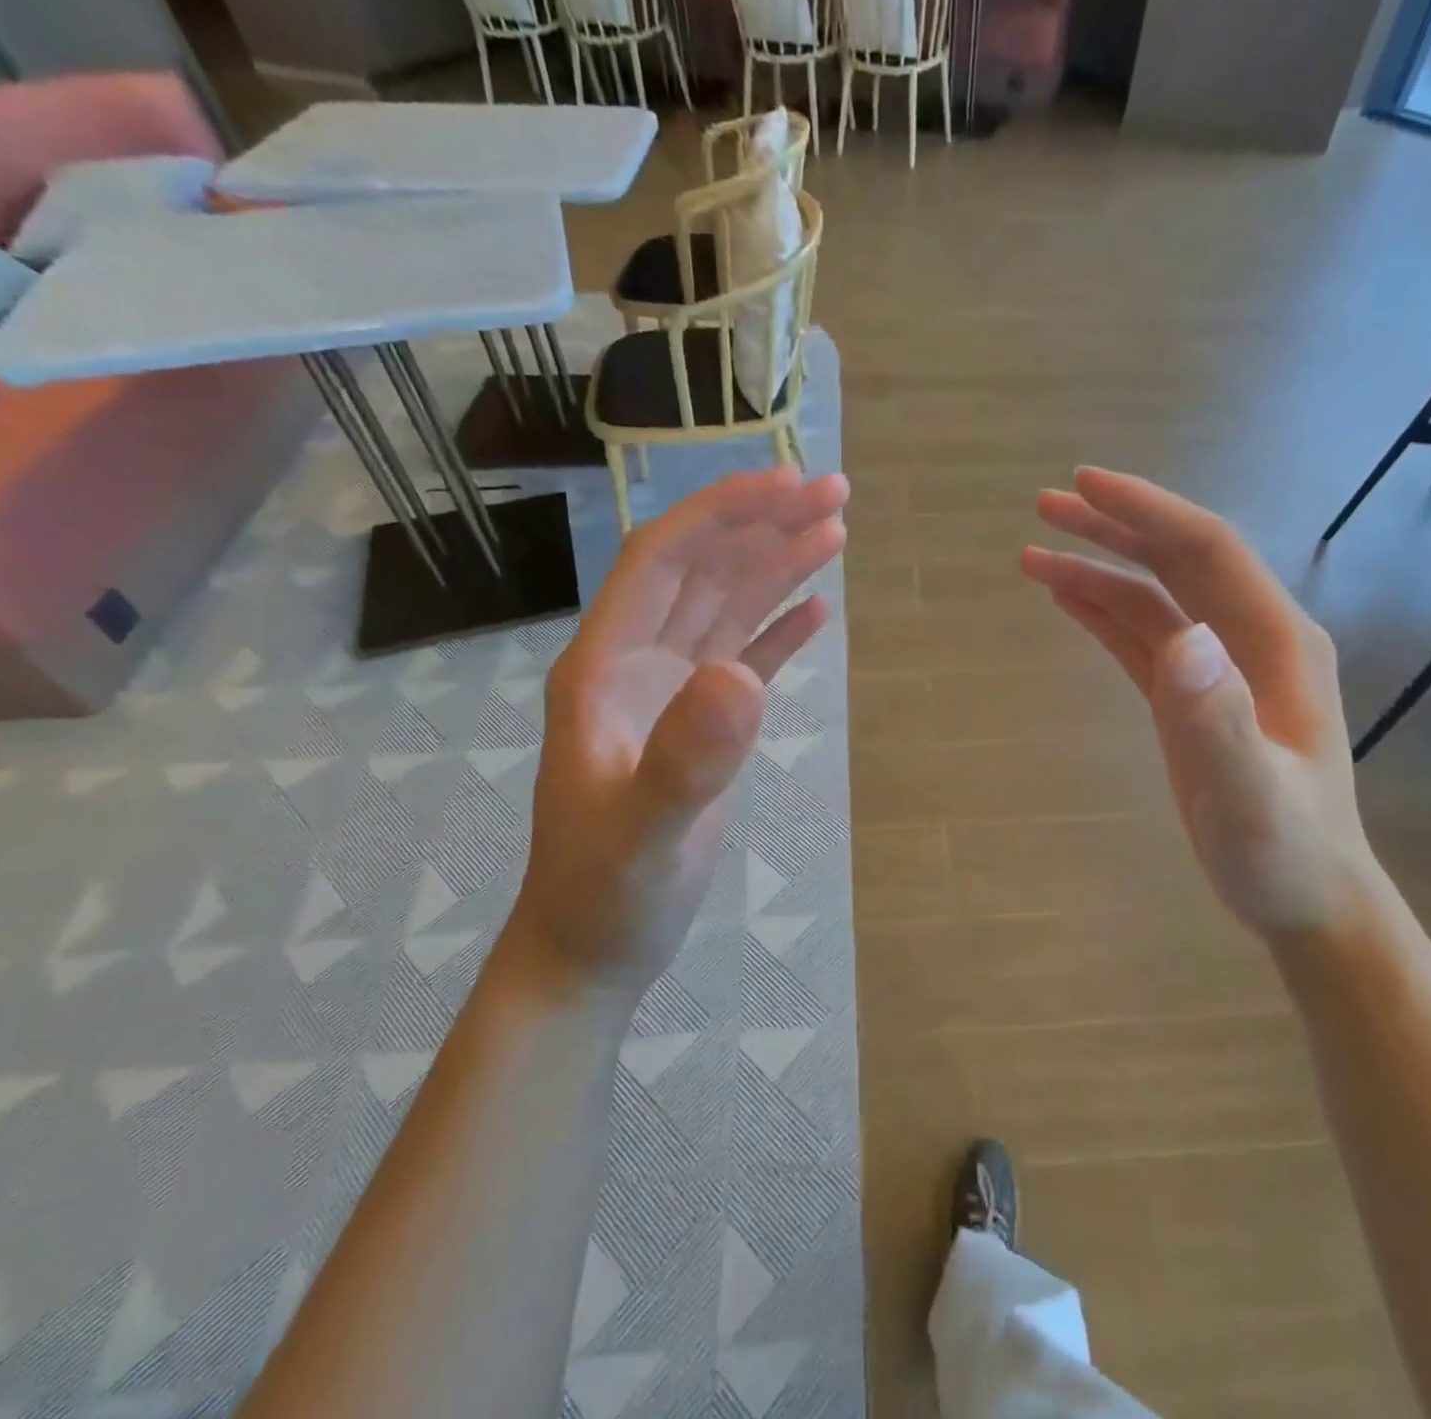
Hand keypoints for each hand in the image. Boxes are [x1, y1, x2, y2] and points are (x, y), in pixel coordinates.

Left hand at [512, 467, 848, 991]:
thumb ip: (686, 758)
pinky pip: (744, 657)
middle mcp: (637, 663)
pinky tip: (816, 610)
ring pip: (728, 607)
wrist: (595, 947)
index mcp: (605, 666)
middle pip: (703, 569)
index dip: (721, 513)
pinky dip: (780, 630)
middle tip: (835, 493)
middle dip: (764, 524)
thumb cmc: (606, 893)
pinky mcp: (702, 725)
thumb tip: (742, 677)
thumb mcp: (642, 833)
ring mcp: (671, 694)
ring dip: (777, 565)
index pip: (663, 559)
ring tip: (835, 531)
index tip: (786, 484)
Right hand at [1023, 467, 1384, 944]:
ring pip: (1152, 598)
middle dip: (1112, 528)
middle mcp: (1247, 640)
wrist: (1305, 898)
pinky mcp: (1192, 698)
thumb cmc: (1283, 851)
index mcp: (1273, 642)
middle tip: (1046, 506)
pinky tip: (1069, 600)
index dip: (1147, 512)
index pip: (1205, 551)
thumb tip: (1181, 639)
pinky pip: (1143, 639)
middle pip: (1175, 561)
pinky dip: (1104, 613)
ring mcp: (1219, 668)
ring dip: (1097, 571)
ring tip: (1034, 556)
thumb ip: (1217, 720)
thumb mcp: (1249, 795)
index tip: (1085, 486)